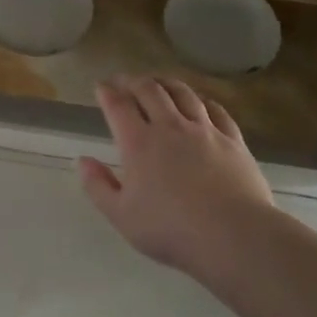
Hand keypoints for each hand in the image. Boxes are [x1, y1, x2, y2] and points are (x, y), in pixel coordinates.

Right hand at [79, 76, 278, 280]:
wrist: (233, 235)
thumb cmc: (170, 229)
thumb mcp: (121, 215)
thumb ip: (98, 186)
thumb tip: (82, 161)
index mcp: (139, 143)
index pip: (118, 106)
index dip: (107, 92)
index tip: (101, 86)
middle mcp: (170, 127)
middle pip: (150, 90)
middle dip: (133, 81)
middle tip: (125, 81)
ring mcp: (205, 130)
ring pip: (183, 93)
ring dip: (166, 83)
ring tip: (158, 82)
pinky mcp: (232, 139)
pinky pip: (216, 109)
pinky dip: (202, 100)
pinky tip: (200, 101)